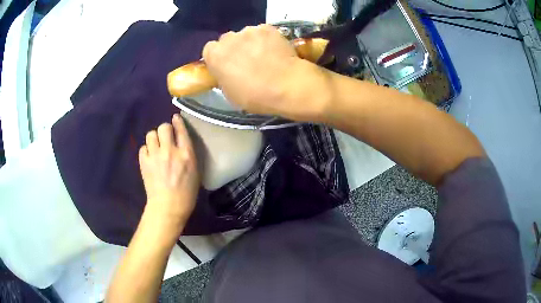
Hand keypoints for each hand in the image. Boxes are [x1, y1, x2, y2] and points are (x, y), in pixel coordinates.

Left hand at [139, 114, 199, 228]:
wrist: (168, 207)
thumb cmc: (186, 193)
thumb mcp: (195, 172)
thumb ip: (188, 154)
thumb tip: (181, 142)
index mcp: (186, 154)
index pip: (181, 130)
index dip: (178, 121)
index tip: (175, 118)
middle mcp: (170, 151)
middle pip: (164, 127)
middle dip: (165, 130)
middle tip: (165, 138)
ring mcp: (155, 156)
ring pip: (151, 134)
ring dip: (154, 139)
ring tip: (156, 147)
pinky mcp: (144, 162)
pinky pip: (143, 148)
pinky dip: (146, 150)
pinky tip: (150, 158)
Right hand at [202, 24, 329, 121]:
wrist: (286, 86)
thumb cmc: (254, 95)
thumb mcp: (229, 93)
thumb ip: (223, 76)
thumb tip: (226, 71)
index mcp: (214, 54)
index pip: (210, 50)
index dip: (219, 58)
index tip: (226, 66)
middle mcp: (228, 38)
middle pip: (228, 40)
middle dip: (234, 48)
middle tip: (246, 61)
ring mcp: (249, 31)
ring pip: (246, 35)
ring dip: (251, 43)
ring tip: (264, 56)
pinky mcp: (268, 28)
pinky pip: (263, 33)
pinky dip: (267, 40)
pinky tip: (275, 51)